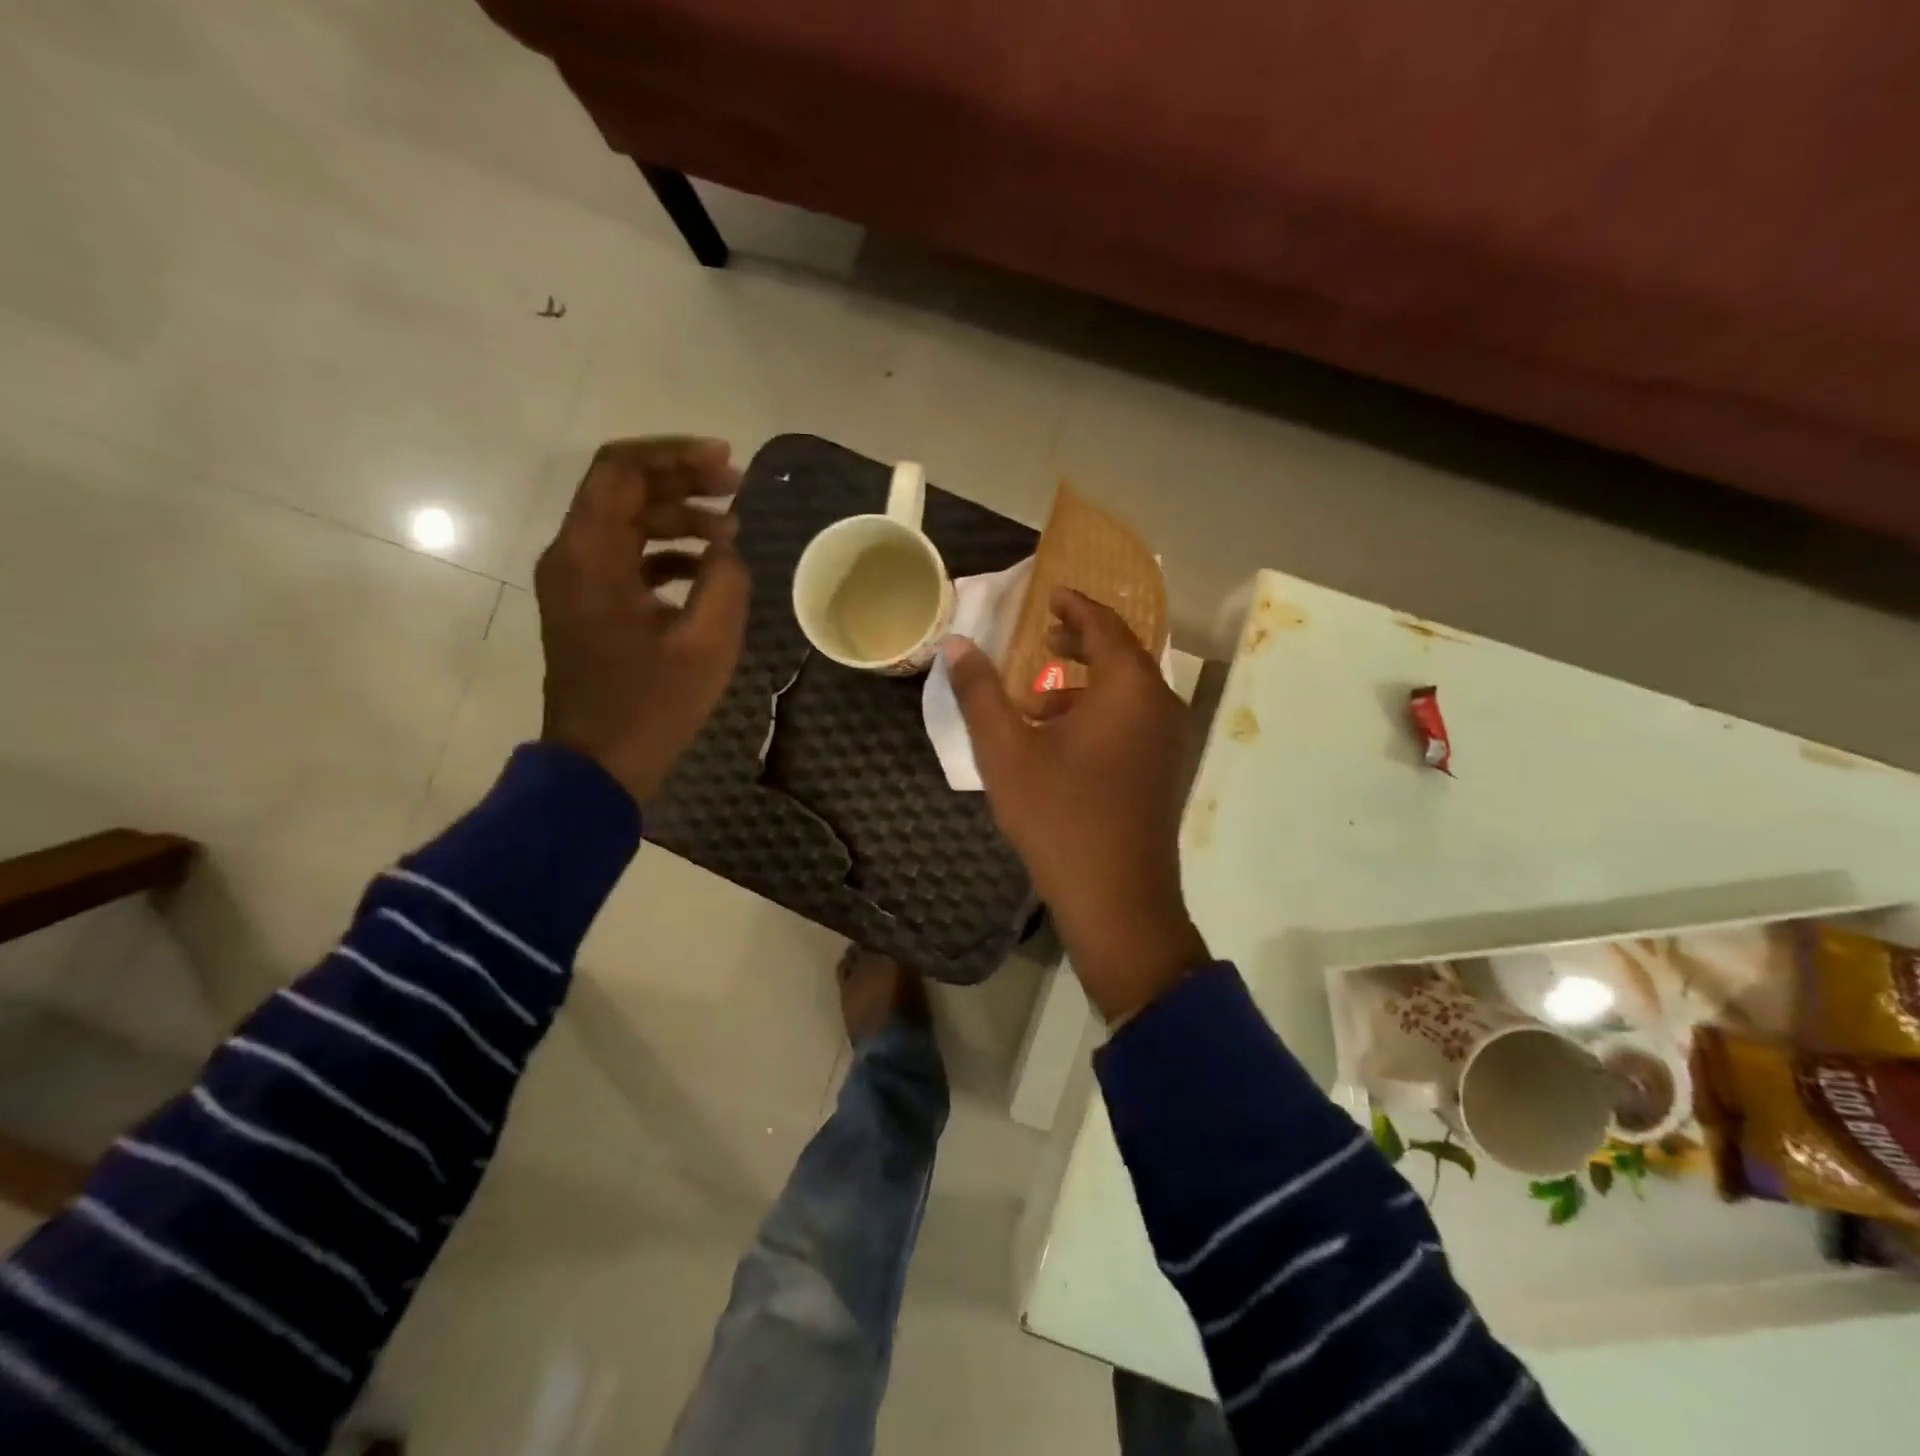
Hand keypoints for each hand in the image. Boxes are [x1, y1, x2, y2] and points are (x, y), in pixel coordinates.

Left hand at [535, 437, 748, 803]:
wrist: (600, 763)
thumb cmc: (652, 705)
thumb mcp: (707, 643)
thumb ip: (724, 580)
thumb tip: (725, 547)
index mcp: (591, 555)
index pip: (622, 469)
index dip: (675, 455)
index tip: (727, 462)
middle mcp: (572, 555)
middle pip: (623, 489)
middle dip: (682, 481)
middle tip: (737, 490)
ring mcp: (576, 581)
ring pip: (626, 522)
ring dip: (678, 517)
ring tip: (731, 532)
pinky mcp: (587, 604)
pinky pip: (625, 556)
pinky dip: (665, 550)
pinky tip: (706, 567)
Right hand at [945, 589, 1208, 1022]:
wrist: (1116, 897)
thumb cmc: (1059, 815)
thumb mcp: (1006, 751)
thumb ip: (980, 692)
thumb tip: (955, 644)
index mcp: (1128, 688)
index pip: (1104, 626)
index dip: (1075, 606)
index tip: (1050, 596)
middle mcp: (1159, 705)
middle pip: (1121, 655)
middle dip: (1079, 643)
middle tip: (1041, 639)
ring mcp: (1168, 740)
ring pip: (1126, 692)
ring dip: (1083, 685)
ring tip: (1035, 701)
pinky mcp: (1164, 770)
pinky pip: (1133, 721)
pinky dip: (1099, 714)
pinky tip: (1060, 743)